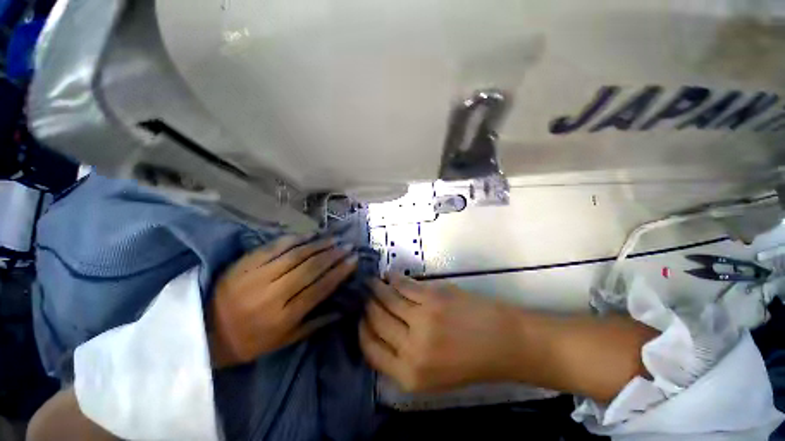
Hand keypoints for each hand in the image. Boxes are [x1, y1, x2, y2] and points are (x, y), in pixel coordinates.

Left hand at [209, 235, 357, 367]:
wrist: (203, 332)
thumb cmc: (248, 342)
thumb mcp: (283, 342)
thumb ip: (314, 324)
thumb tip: (341, 309)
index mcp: (283, 316)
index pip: (319, 289)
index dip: (339, 273)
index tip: (354, 261)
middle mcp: (272, 294)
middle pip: (310, 268)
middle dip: (333, 255)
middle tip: (348, 246)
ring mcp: (257, 275)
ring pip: (295, 255)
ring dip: (318, 245)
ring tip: (334, 238)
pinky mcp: (245, 263)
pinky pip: (274, 247)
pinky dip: (295, 239)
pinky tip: (309, 235)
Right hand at [359, 275, 519, 392]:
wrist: (503, 343)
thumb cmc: (468, 362)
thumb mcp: (430, 376)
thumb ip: (401, 359)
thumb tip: (377, 332)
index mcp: (409, 375)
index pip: (370, 349)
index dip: (361, 329)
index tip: (359, 316)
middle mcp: (412, 348)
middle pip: (376, 320)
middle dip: (366, 305)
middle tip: (363, 294)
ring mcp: (422, 319)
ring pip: (387, 299)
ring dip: (376, 288)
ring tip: (371, 282)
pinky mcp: (433, 297)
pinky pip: (404, 285)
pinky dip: (394, 278)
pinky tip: (390, 275)